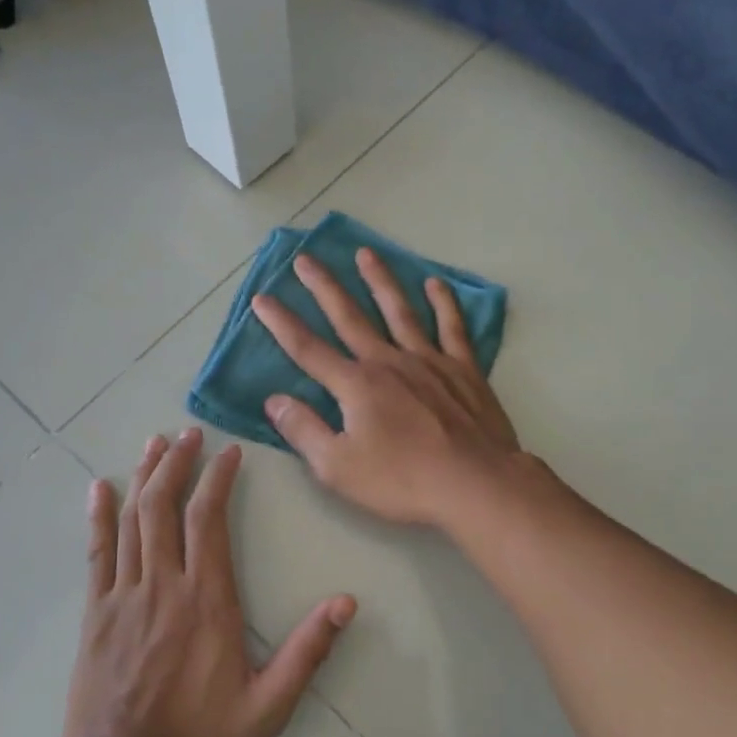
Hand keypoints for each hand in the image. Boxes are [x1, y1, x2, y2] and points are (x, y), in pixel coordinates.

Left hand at [63, 428, 356, 736]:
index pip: (209, 520)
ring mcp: (123, 596)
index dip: (217, 478)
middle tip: (188, 433)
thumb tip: (346, 603)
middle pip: (165, 506)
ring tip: (154, 444)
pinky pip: (96, 552)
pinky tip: (99, 487)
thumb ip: (307, 652)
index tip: (228, 451)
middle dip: (178, 463)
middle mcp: (163, 586)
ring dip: (143, 477)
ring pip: (132, 520)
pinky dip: (98, 516)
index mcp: (207, 601)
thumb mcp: (268, 707)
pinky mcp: (95, 613)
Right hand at [251, 248, 521, 528]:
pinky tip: (434, 284)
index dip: (281, 324)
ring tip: (365, 253)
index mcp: (356, 385)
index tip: (262, 298)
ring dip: (380, 281)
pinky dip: (443, 303)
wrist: (475, 483)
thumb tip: (274, 400)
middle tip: (305, 258)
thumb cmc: (402, 480)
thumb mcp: (338, 467)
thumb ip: (303, 431)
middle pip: (350, 317)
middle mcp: (388, 361)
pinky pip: (451, 327)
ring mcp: (429, 360)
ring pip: (399, 311)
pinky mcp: (463, 369)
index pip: (308, 349)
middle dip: (324, 287)